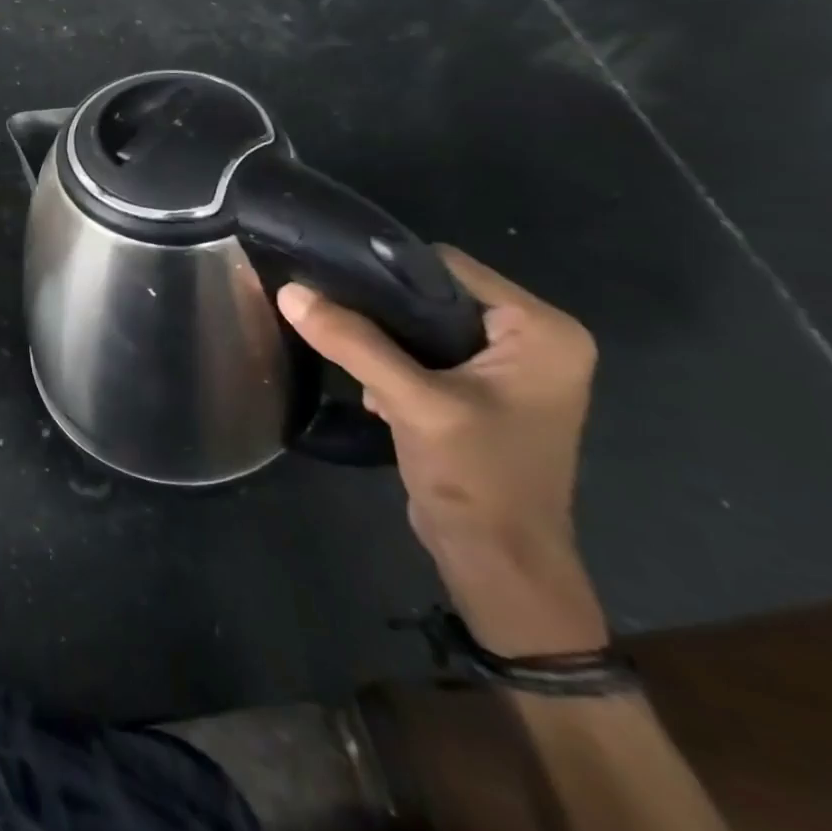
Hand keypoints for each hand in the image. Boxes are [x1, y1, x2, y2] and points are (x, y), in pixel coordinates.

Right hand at [277, 247, 607, 655]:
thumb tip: (289, 290)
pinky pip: (427, 351)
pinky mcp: (483, 391)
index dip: (387, 268)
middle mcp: (535, 340)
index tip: (328, 275)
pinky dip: (393, 359)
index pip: (449, 267)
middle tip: (327, 309)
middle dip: (381, 305)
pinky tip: (369, 383)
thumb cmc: (477, 478)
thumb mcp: (412, 402)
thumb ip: (353, 342)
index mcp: (543, 331)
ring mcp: (510, 368)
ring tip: (342, 345)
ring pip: (425, 322)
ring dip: (381, 335)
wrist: (498, 563)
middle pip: (436, 292)